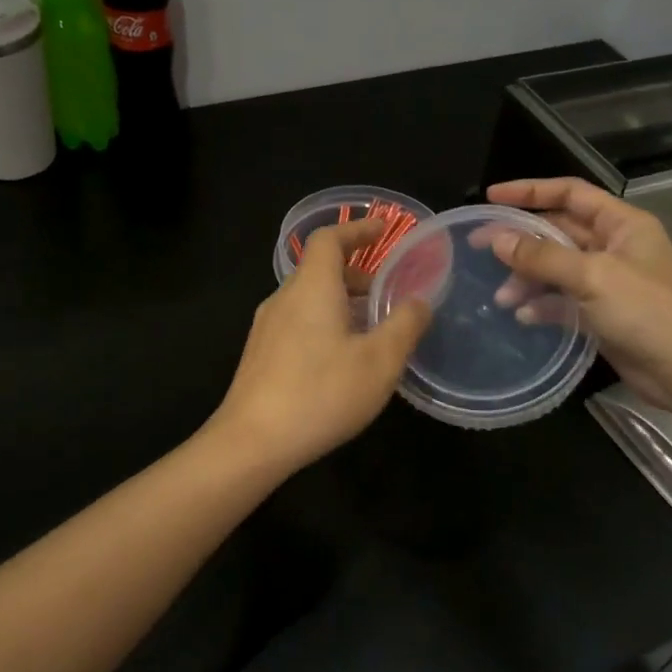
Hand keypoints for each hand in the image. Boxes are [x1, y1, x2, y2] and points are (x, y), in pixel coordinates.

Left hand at [212, 217, 432, 472]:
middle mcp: (284, 299)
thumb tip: (419, 301)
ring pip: (309, 298)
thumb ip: (404, 325)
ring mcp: (266, 328)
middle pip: (319, 269)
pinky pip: (298, 322)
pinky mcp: (260, 355)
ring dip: (341, 301)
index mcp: (312, 288)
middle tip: (387, 291)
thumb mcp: (379, 361)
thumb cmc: (321, 393)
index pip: (329, 239)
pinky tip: (342, 358)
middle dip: (356, 272)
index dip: (357, 229)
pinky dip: (325, 322)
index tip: (384, 229)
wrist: (252, 442)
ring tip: (371, 328)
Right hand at [484, 177, 671, 411]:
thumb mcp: (592, 276)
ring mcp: (608, 282)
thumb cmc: (647, 311)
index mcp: (622, 224)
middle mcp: (615, 247)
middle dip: (522, 240)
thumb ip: (543, 256)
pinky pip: (563, 300)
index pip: (570, 193)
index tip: (492, 197)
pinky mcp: (602, 314)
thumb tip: (498, 240)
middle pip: (559, 232)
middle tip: (480, 247)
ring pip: (557, 269)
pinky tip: (522, 316)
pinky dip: (542, 305)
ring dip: (528, 278)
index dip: (531, 191)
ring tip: (501, 296)